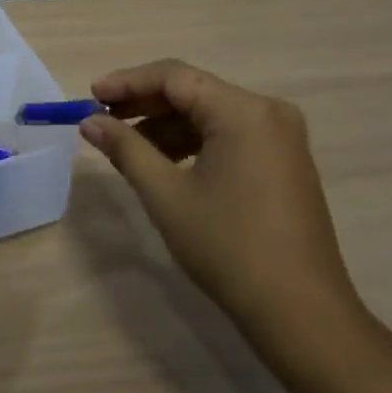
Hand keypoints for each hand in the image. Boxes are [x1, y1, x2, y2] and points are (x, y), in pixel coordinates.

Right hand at [80, 59, 359, 334]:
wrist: (302, 315)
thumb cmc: (229, 249)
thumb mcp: (167, 196)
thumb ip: (126, 149)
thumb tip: (90, 121)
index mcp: (244, 111)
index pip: (175, 77)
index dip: (128, 83)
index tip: (90, 96)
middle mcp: (268, 111)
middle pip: (194, 91)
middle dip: (145, 104)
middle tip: (102, 119)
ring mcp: (281, 136)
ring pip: (210, 114)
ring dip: (167, 125)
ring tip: (126, 145)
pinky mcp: (284, 160)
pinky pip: (229, 134)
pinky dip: (193, 142)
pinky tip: (164, 162)